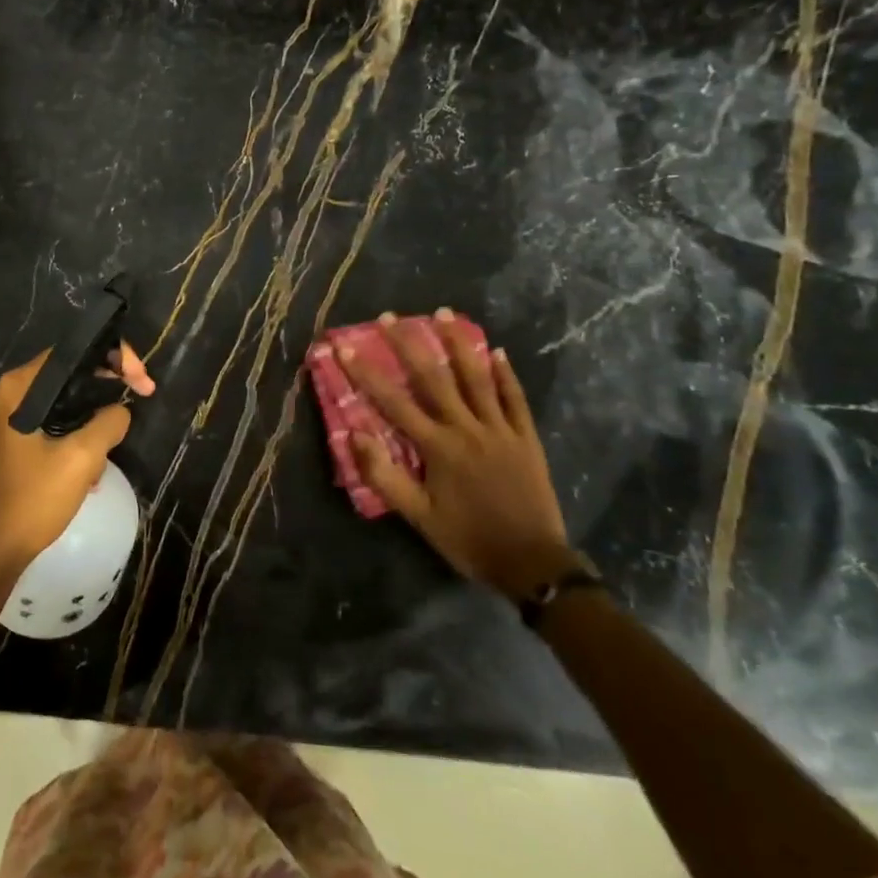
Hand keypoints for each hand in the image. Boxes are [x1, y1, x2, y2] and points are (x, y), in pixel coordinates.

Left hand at [0, 345, 153, 569]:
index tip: (141, 380)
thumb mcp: (81, 458)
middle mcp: (12, 393)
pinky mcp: (18, 439)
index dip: (114, 357)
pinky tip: (93, 466)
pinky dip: (80, 433)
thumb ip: (108, 422)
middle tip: (144, 394)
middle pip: (72, 372)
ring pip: (68, 399)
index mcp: (20, 387)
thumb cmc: (33, 498)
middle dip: (109, 383)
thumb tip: (120, 410)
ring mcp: (13, 417)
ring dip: (96, 415)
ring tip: (117, 438)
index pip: (73, 351)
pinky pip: (58, 421)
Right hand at [339, 311, 571, 599]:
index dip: (366, 373)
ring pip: (477, 378)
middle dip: (408, 344)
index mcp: (438, 447)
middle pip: (434, 378)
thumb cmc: (468, 539)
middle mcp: (467, 428)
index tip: (344, 347)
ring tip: (444, 314)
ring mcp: (501, 429)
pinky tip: (497, 351)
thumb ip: (385, 476)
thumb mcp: (419, 517)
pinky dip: (505, 374)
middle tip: (390, 316)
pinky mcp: (526, 438)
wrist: (532, 564)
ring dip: (458, 343)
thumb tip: (354, 435)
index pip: (393, 402)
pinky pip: (515, 399)